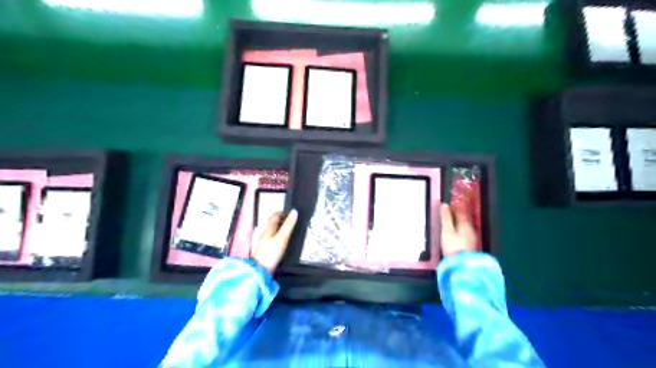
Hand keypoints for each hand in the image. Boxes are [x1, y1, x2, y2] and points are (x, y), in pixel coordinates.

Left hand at [251, 211, 299, 272]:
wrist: (259, 270)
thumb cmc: (271, 253)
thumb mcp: (282, 238)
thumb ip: (288, 225)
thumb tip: (294, 211)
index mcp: (267, 228)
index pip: (275, 216)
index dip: (283, 213)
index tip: (292, 215)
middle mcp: (262, 232)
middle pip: (271, 222)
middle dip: (280, 220)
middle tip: (291, 223)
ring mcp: (260, 241)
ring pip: (269, 230)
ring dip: (277, 228)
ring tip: (286, 231)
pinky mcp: (261, 249)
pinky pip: (268, 238)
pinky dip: (274, 236)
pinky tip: (276, 240)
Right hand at [440, 203, 477, 256]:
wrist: (462, 264)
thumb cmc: (453, 246)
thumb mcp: (447, 231)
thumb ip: (446, 218)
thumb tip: (444, 205)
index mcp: (465, 224)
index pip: (459, 212)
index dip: (452, 208)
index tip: (445, 206)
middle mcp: (471, 229)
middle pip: (463, 219)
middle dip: (455, 215)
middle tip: (446, 214)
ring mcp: (472, 237)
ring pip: (464, 226)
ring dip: (457, 223)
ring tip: (449, 224)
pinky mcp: (470, 245)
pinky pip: (464, 233)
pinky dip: (459, 230)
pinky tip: (455, 234)